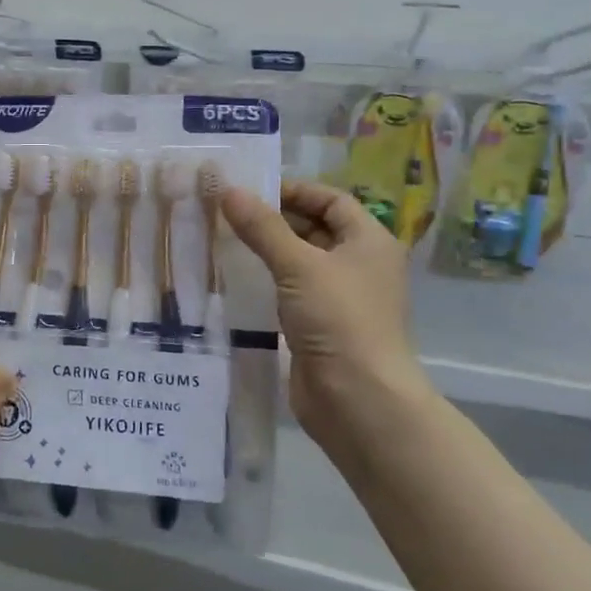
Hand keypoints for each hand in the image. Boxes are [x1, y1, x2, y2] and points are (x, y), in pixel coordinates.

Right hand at [221, 180, 432, 468]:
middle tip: (226, 214)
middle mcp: (358, 265)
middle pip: (314, 229)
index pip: (331, 200)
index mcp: (368, 241)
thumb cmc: (338, 320)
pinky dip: (266, 283)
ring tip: (222, 240)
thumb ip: (262, 227)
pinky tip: (233, 280)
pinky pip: (290, 293)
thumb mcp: (298, 266)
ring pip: (299, 263)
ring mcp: (339, 299)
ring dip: (266, 252)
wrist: (358, 400)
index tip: (250, 190)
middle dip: (273, 220)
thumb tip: (227, 190)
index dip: (293, 191)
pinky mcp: (319, 327)